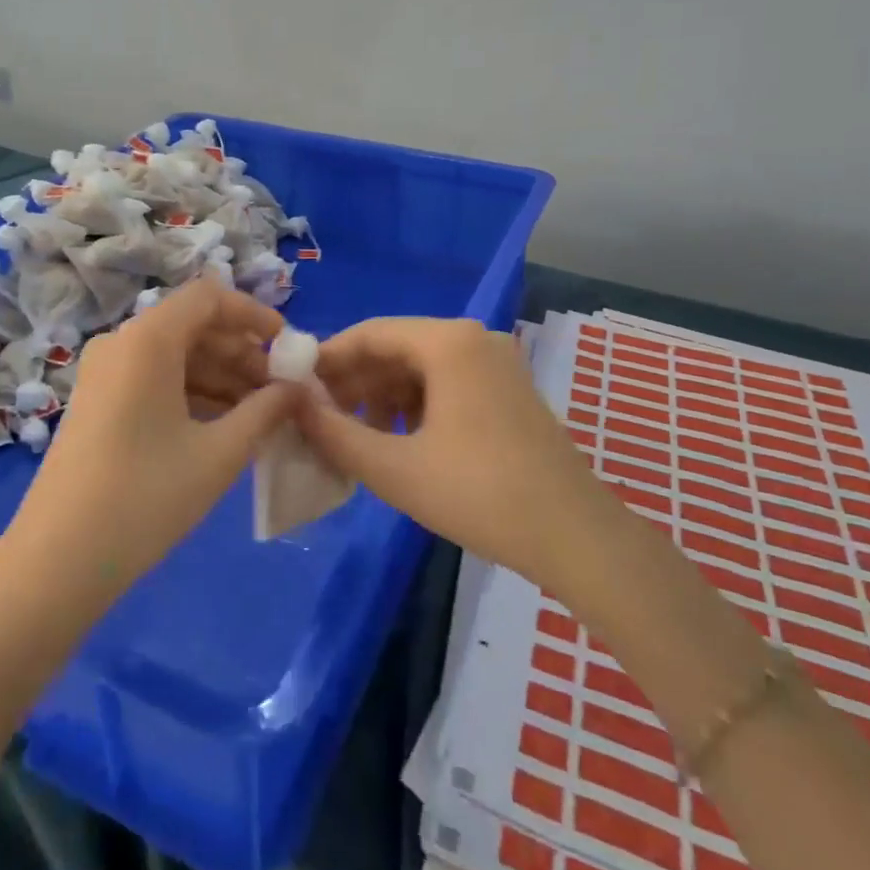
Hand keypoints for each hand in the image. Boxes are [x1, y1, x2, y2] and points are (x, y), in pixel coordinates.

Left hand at [0, 277, 301, 605]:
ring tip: (261, 413)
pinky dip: (192, 392)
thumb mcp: (219, 454)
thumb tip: (296, 389)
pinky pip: (155, 378)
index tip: (288, 347)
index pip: (209, 297)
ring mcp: (104, 372)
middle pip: (193, 325)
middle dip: (242, 352)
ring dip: (221, 376)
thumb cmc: (146, 498)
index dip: (254, 314)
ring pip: (175, 355)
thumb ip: (265, 411)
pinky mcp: (98, 400)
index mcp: (148, 339)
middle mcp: (122, 342)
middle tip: (281, 390)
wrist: (58, 560)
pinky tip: (224, 425)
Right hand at [295, 318, 604, 577]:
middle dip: (355, 381)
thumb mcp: (394, 468)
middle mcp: (474, 338)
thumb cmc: (479, 495)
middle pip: (396, 347)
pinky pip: (448, 382)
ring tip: (358, 436)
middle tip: (322, 417)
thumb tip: (294, 405)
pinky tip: (400, 440)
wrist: (575, 536)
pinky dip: (416, 404)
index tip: (296, 388)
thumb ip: (335, 433)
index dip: (328, 359)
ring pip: (421, 367)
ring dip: (383, 395)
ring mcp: (497, 363)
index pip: (370, 333)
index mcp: (448, 342)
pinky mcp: (509, 389)